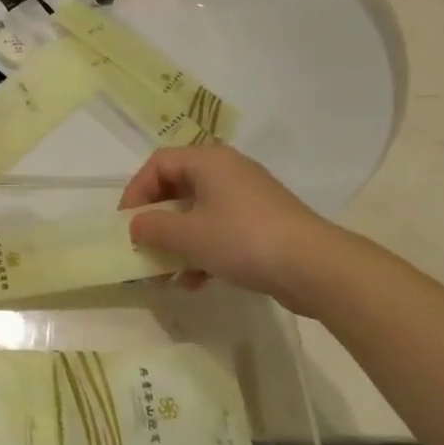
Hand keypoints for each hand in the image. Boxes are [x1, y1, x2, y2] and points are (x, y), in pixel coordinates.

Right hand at [120, 146, 353, 316]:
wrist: (316, 268)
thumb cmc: (243, 239)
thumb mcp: (189, 235)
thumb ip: (153, 228)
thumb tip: (135, 226)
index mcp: (208, 161)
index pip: (159, 164)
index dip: (136, 191)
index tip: (127, 224)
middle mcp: (228, 171)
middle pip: (178, 188)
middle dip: (156, 221)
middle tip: (143, 247)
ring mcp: (248, 199)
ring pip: (198, 214)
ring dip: (177, 242)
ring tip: (164, 275)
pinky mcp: (262, 225)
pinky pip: (220, 231)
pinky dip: (202, 252)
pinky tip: (194, 283)